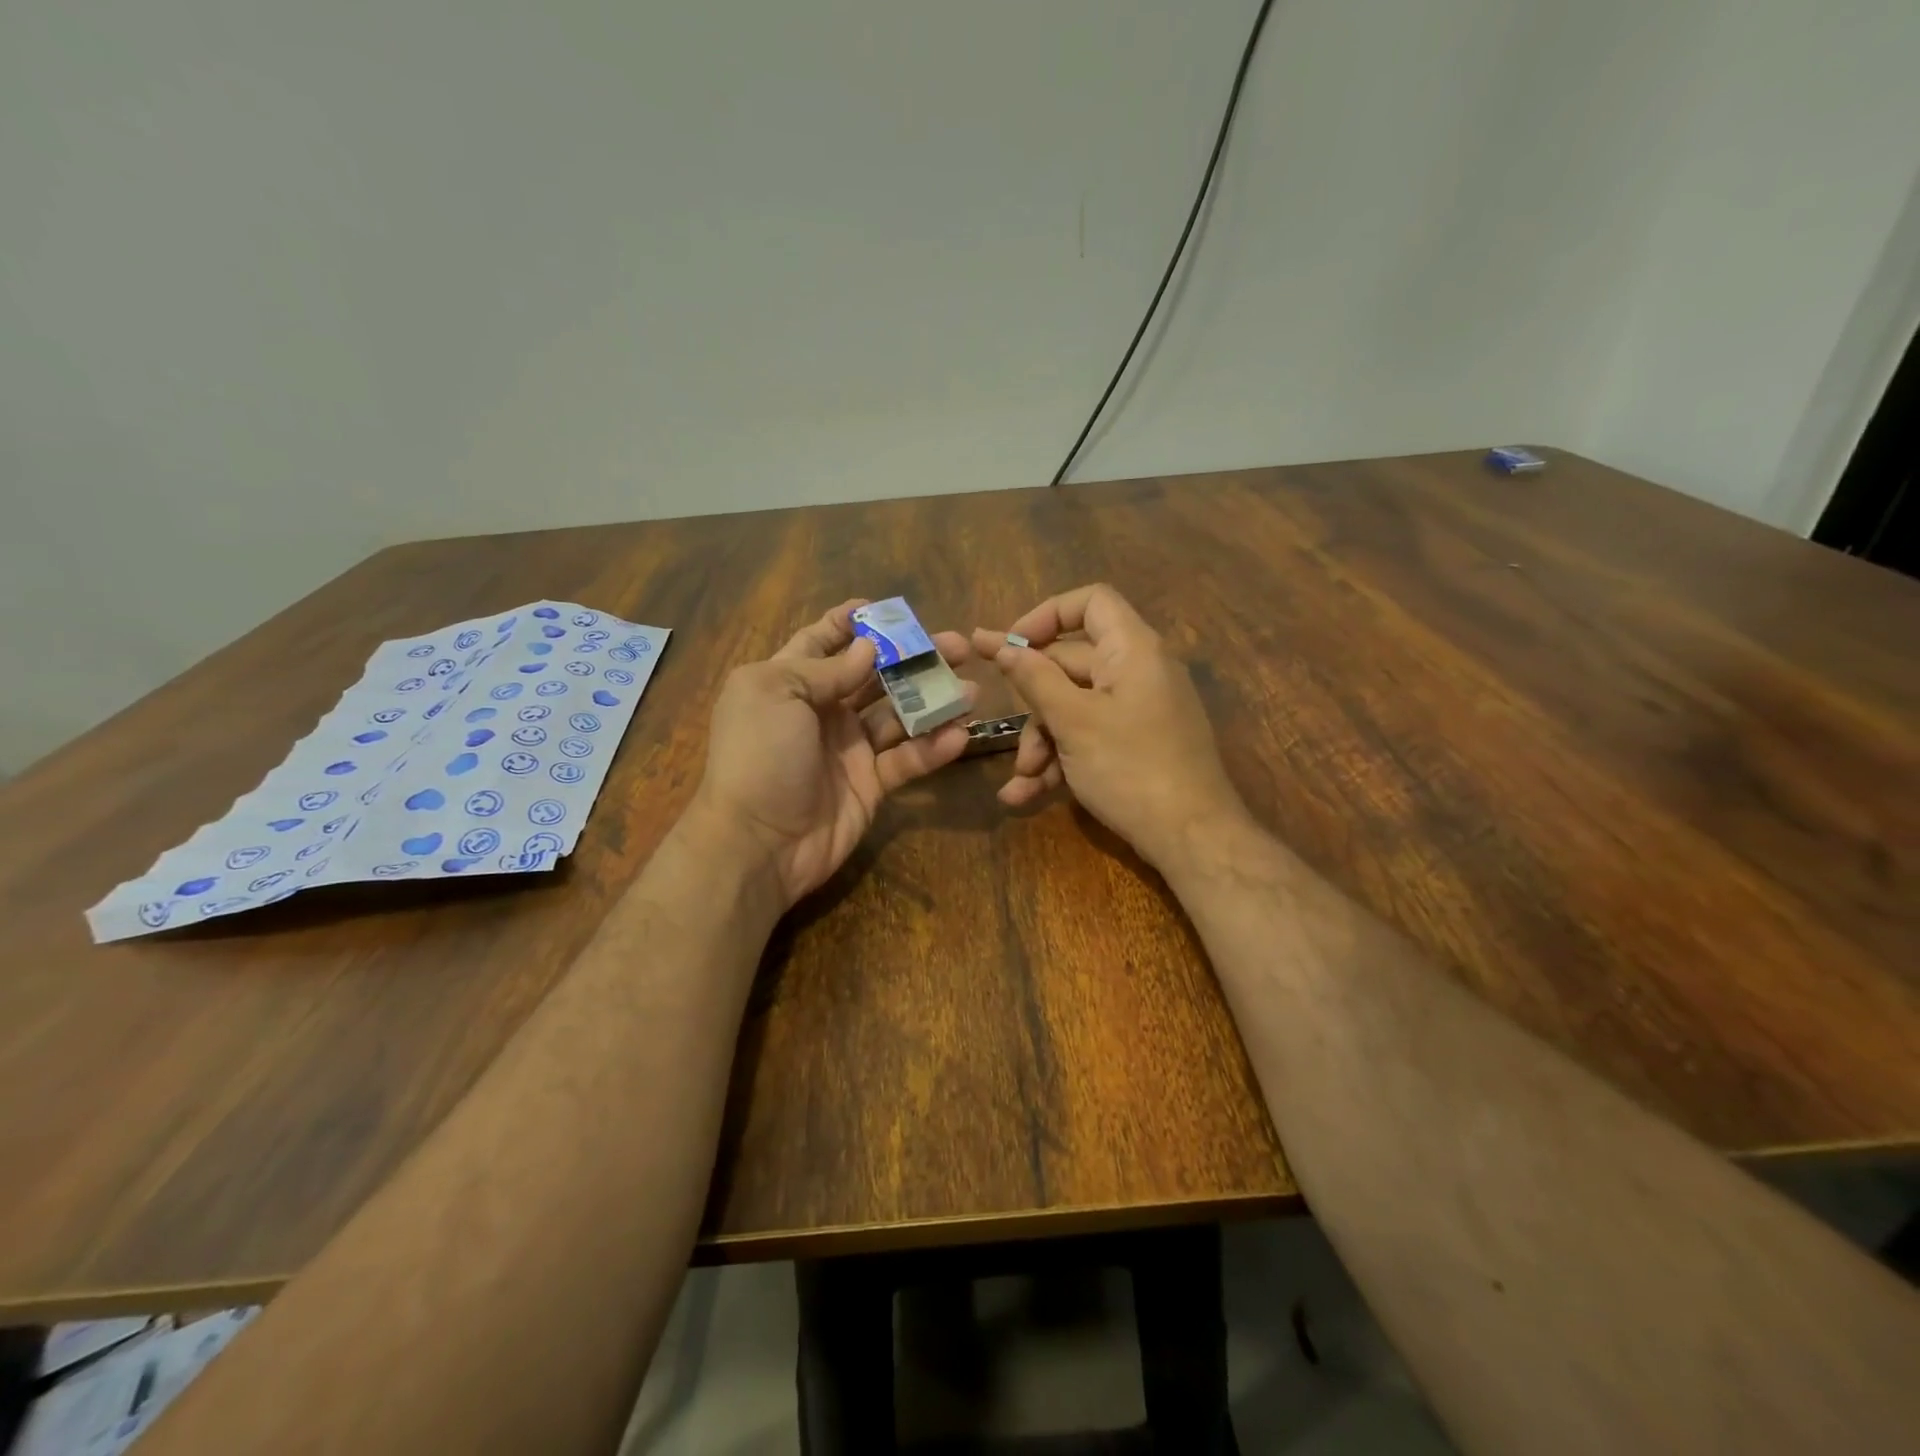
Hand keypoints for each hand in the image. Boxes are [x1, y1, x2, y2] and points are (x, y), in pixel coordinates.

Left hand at [693, 600, 974, 905]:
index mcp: (789, 682)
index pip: (821, 641)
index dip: (850, 623)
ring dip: (935, 700)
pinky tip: (960, 734)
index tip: (887, 609)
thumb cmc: (759, 756)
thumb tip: (869, 648)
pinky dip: (933, 748)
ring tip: (972, 687)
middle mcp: (822, 710)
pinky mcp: (871, 783)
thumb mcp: (775, 693)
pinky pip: (907, 759)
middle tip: (958, 645)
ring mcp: (849, 748)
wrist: (759, 843)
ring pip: (900, 715)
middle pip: (874, 674)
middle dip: (913, 656)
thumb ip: (826, 668)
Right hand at [970, 584, 1248, 870]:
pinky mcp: (1138, 744)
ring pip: (1075, 707)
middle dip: (1033, 705)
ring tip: (1020, 782)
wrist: (1192, 837)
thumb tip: (999, 644)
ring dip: (1041, 743)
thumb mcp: (1073, 722)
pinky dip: (1061, 759)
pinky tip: (1028, 794)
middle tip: (1007, 737)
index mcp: (1133, 649)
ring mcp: (1139, 710)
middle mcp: (1139, 671)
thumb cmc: (1131, 768)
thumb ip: (1033, 678)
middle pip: (1071, 664)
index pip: (1090, 602)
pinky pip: (1091, 735)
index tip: (1008, 646)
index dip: (1046, 615)